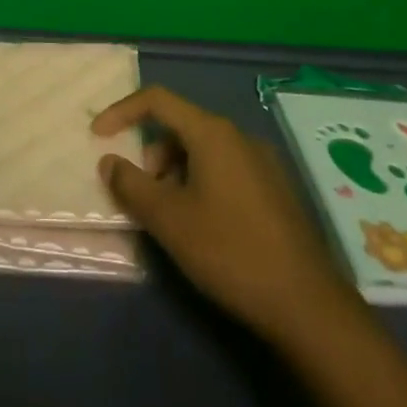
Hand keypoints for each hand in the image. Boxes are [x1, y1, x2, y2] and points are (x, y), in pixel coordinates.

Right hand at [92, 86, 354, 343]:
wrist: (307, 305)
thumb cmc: (230, 251)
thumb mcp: (169, 220)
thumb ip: (131, 185)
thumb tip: (109, 161)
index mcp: (213, 133)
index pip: (157, 100)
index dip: (122, 112)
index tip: (98, 137)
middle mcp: (239, 137)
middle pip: (180, 127)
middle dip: (151, 155)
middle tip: (143, 197)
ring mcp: (262, 163)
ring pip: (202, 152)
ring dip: (174, 174)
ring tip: (171, 219)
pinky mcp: (275, 190)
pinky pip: (224, 171)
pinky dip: (199, 185)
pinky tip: (202, 228)